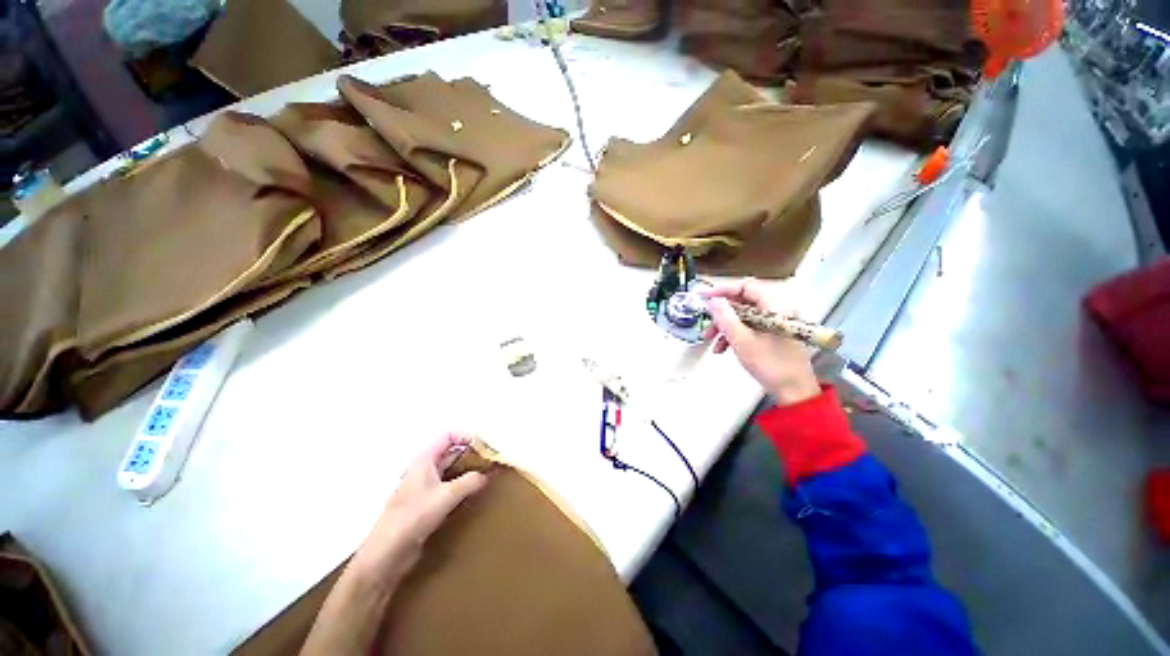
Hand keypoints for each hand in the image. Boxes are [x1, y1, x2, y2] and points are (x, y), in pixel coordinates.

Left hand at [351, 434, 487, 586]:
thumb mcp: (446, 496)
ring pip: (451, 470)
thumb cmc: (413, 517)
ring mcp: (424, 487)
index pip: (449, 435)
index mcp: (424, 459)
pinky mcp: (426, 504)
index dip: (467, 437)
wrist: (386, 554)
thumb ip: (470, 481)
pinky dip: (462, 487)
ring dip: (468, 471)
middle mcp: (424, 469)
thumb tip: (487, 474)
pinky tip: (473, 495)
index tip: (485, 448)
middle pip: (451, 452)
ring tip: (487, 477)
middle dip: (471, 454)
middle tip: (491, 463)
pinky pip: (449, 488)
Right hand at [702, 279, 820, 405]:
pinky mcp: (774, 333)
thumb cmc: (770, 364)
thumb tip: (712, 301)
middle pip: (742, 302)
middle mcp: (778, 308)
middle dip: (721, 315)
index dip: (722, 291)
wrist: (794, 391)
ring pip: (743, 316)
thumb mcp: (741, 340)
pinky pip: (749, 327)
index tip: (703, 299)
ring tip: (711, 342)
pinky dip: (734, 335)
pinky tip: (722, 349)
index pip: (744, 286)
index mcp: (775, 305)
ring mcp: (776, 321)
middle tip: (706, 326)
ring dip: (724, 327)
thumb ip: (725, 317)